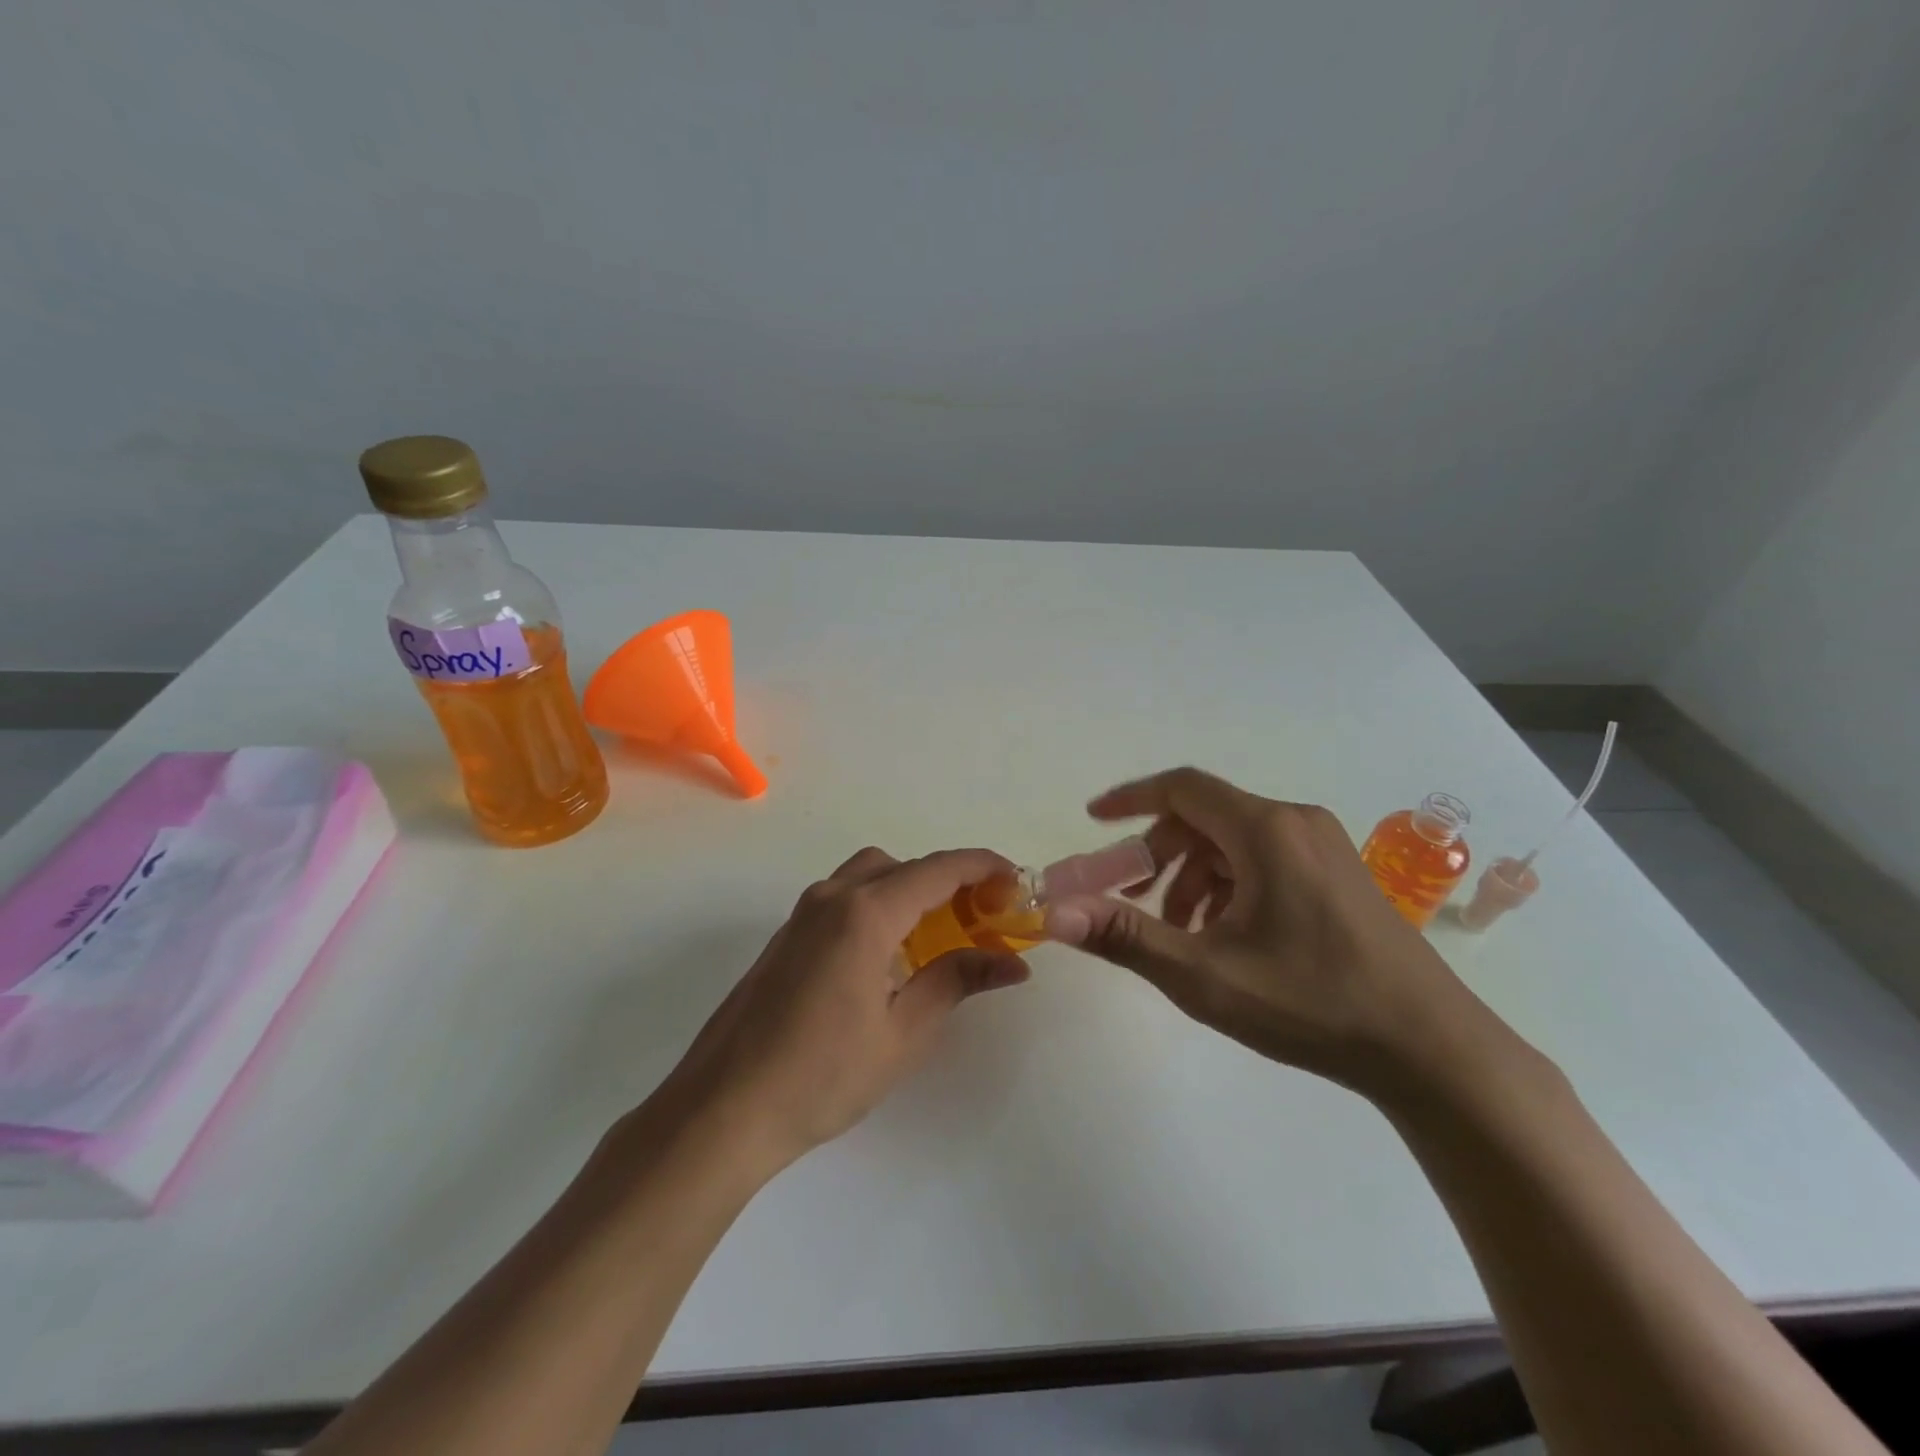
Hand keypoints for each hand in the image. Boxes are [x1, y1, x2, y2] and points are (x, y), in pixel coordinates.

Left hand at [661, 847, 1030, 1169]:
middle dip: (947, 880)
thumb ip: (956, 981)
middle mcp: (831, 897)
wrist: (725, 1109)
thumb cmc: (822, 1075)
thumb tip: (1012, 962)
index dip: (983, 867)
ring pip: (868, 876)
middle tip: (981, 916)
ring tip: (939, 934)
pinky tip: (889, 956)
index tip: (1017, 880)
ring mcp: (802, 915)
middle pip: (902, 866)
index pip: (937, 870)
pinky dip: (878, 906)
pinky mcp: (786, 936)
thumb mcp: (903, 1032)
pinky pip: (843, 899)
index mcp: (864, 913)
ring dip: (909, 890)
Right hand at [1043, 767, 1497, 1099]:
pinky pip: (1266, 860)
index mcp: (1265, 830)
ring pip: (1235, 842)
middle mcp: (1296, 823)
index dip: (1130, 799)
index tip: (1093, 819)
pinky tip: (1229, 939)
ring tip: (1183, 934)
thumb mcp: (1205, 975)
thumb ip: (1126, 936)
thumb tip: (1055, 914)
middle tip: (1135, 901)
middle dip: (1160, 855)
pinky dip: (1230, 886)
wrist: (1432, 1050)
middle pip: (1205, 817)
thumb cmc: (1312, 1003)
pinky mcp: (1341, 875)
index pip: (1182, 788)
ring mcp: (1325, 848)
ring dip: (1194, 876)